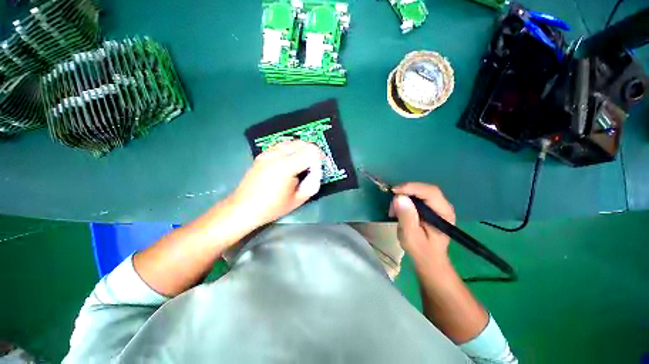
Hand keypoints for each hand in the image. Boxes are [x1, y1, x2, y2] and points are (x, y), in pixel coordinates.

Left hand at [230, 140, 322, 228]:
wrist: (244, 207)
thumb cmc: (272, 207)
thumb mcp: (298, 200)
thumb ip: (312, 184)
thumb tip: (316, 172)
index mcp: (286, 167)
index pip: (310, 151)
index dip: (319, 159)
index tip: (318, 169)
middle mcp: (276, 155)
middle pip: (302, 143)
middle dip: (312, 153)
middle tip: (313, 167)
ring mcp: (267, 153)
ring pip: (292, 142)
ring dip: (301, 150)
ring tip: (301, 165)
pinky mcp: (262, 154)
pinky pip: (282, 145)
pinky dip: (291, 150)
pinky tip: (289, 162)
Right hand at [389, 183, 455, 266]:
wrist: (428, 259)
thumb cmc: (421, 250)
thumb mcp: (410, 236)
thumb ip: (406, 217)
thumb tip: (399, 197)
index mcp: (444, 214)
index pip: (430, 192)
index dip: (411, 188)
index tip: (394, 191)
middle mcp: (444, 206)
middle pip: (424, 189)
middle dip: (405, 192)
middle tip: (392, 204)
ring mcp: (437, 205)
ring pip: (419, 191)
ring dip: (403, 197)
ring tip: (394, 211)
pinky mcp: (429, 207)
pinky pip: (416, 196)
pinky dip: (404, 200)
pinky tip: (398, 209)